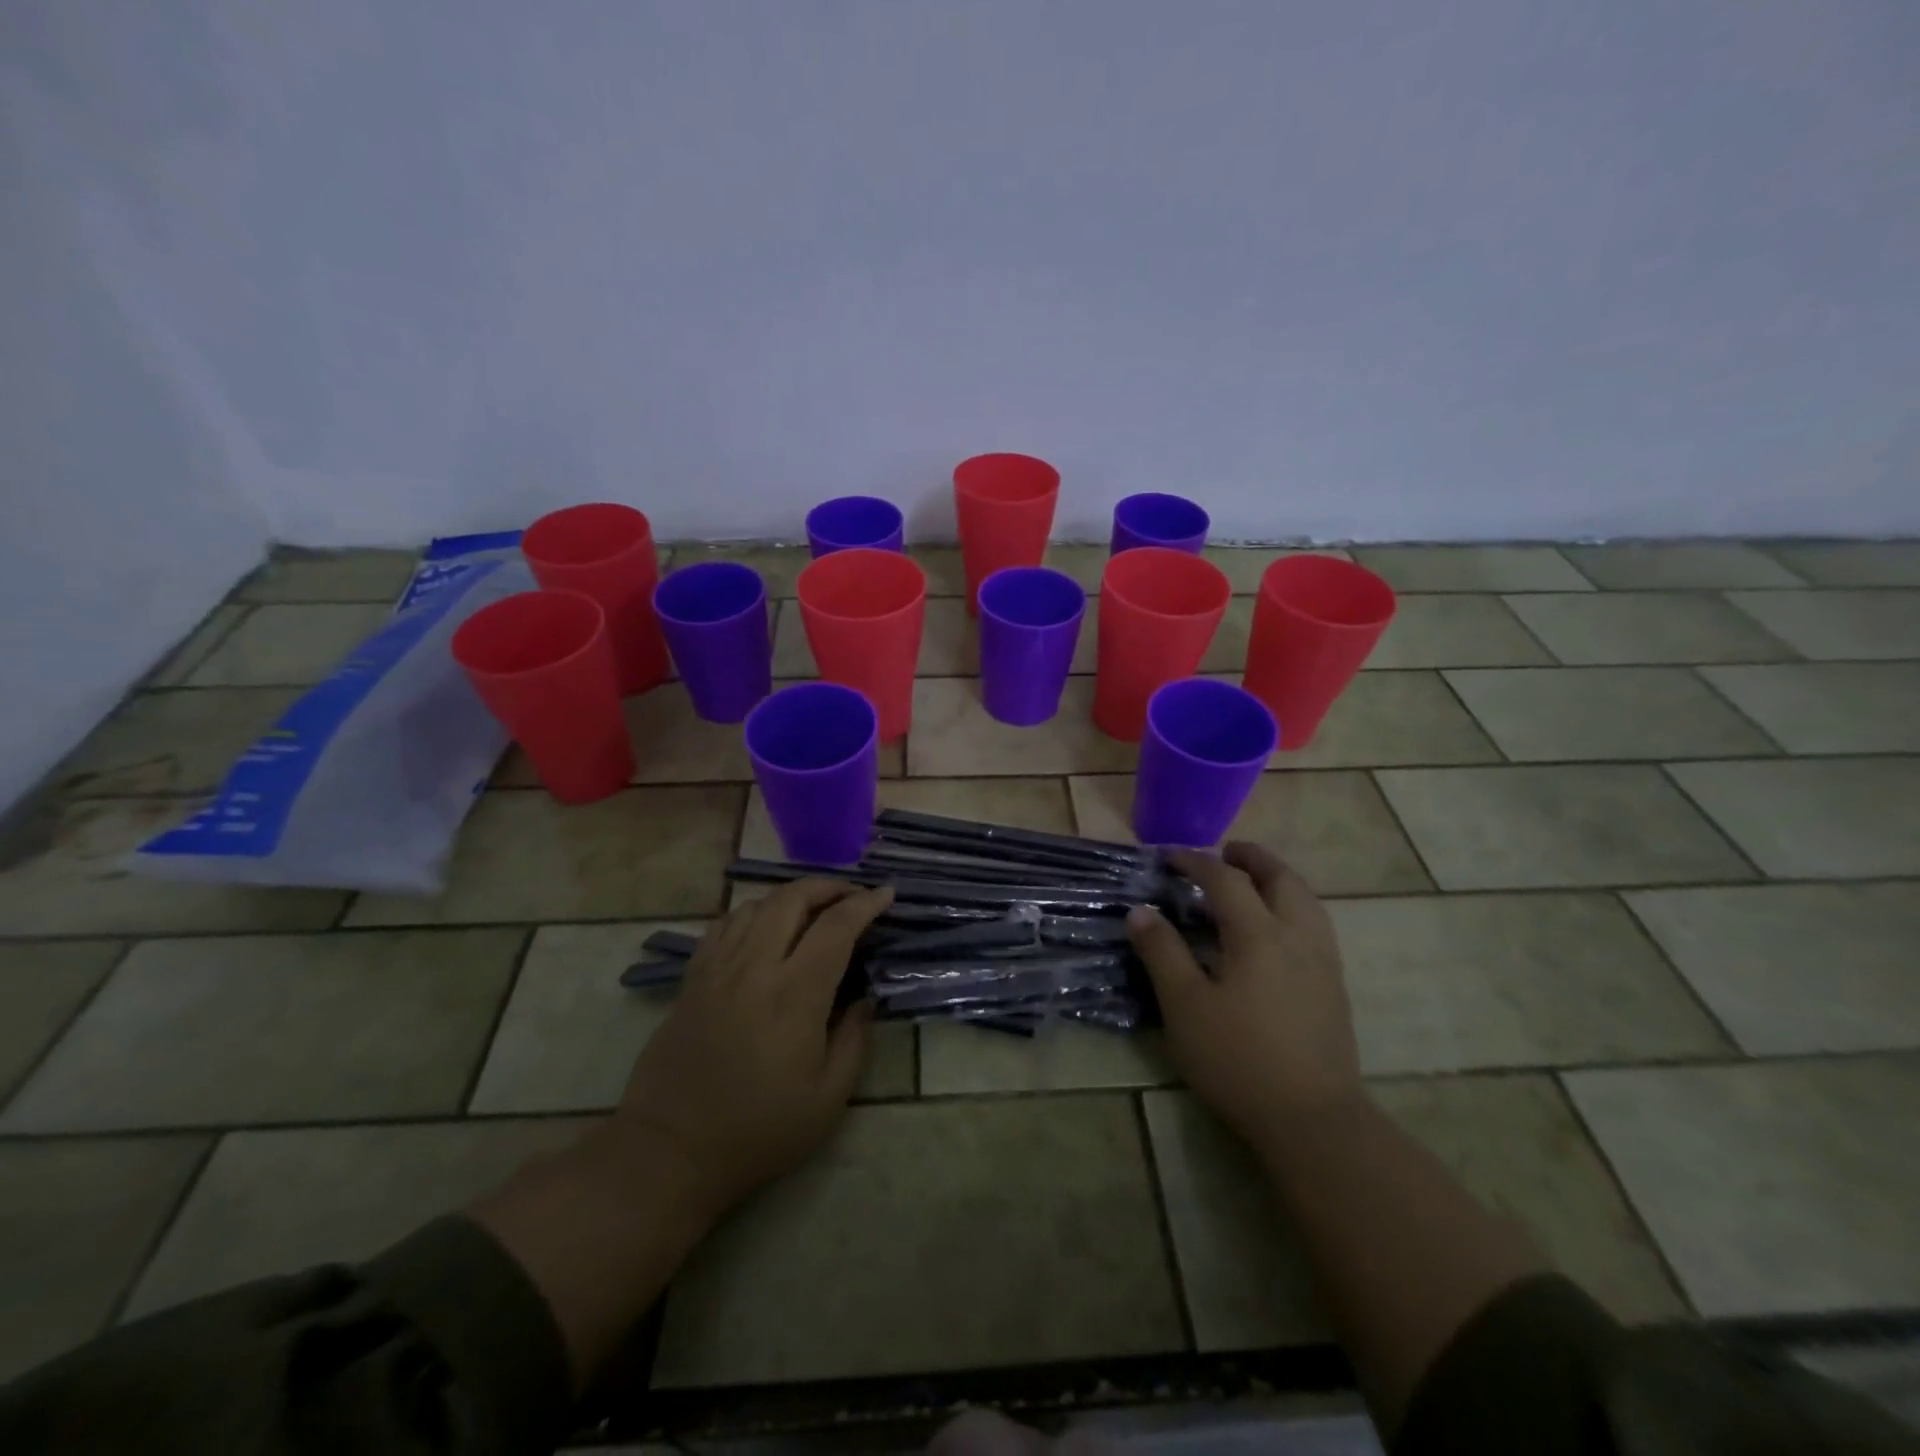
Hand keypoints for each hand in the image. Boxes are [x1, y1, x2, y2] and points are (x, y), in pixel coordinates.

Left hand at [609, 878, 893, 1225]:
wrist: (671, 1151)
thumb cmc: (759, 1131)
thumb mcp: (828, 1099)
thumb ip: (855, 1039)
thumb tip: (865, 996)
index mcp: (794, 996)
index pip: (836, 927)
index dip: (865, 904)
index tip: (886, 894)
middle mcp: (754, 968)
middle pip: (792, 899)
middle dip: (829, 887)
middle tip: (852, 895)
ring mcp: (718, 968)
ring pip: (757, 905)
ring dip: (792, 897)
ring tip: (813, 909)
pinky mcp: (693, 978)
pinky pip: (724, 924)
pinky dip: (753, 912)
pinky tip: (765, 927)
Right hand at [1126, 843, 1361, 1139]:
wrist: (1313, 1120)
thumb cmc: (1239, 1059)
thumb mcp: (1185, 1007)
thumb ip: (1163, 953)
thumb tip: (1141, 911)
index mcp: (1259, 935)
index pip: (1225, 880)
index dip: (1195, 861)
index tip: (1169, 856)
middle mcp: (1297, 936)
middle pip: (1280, 878)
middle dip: (1251, 858)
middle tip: (1224, 852)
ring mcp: (1323, 961)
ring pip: (1305, 899)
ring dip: (1277, 878)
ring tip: (1252, 881)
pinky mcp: (1334, 986)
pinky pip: (1315, 923)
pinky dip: (1293, 904)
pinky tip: (1278, 928)